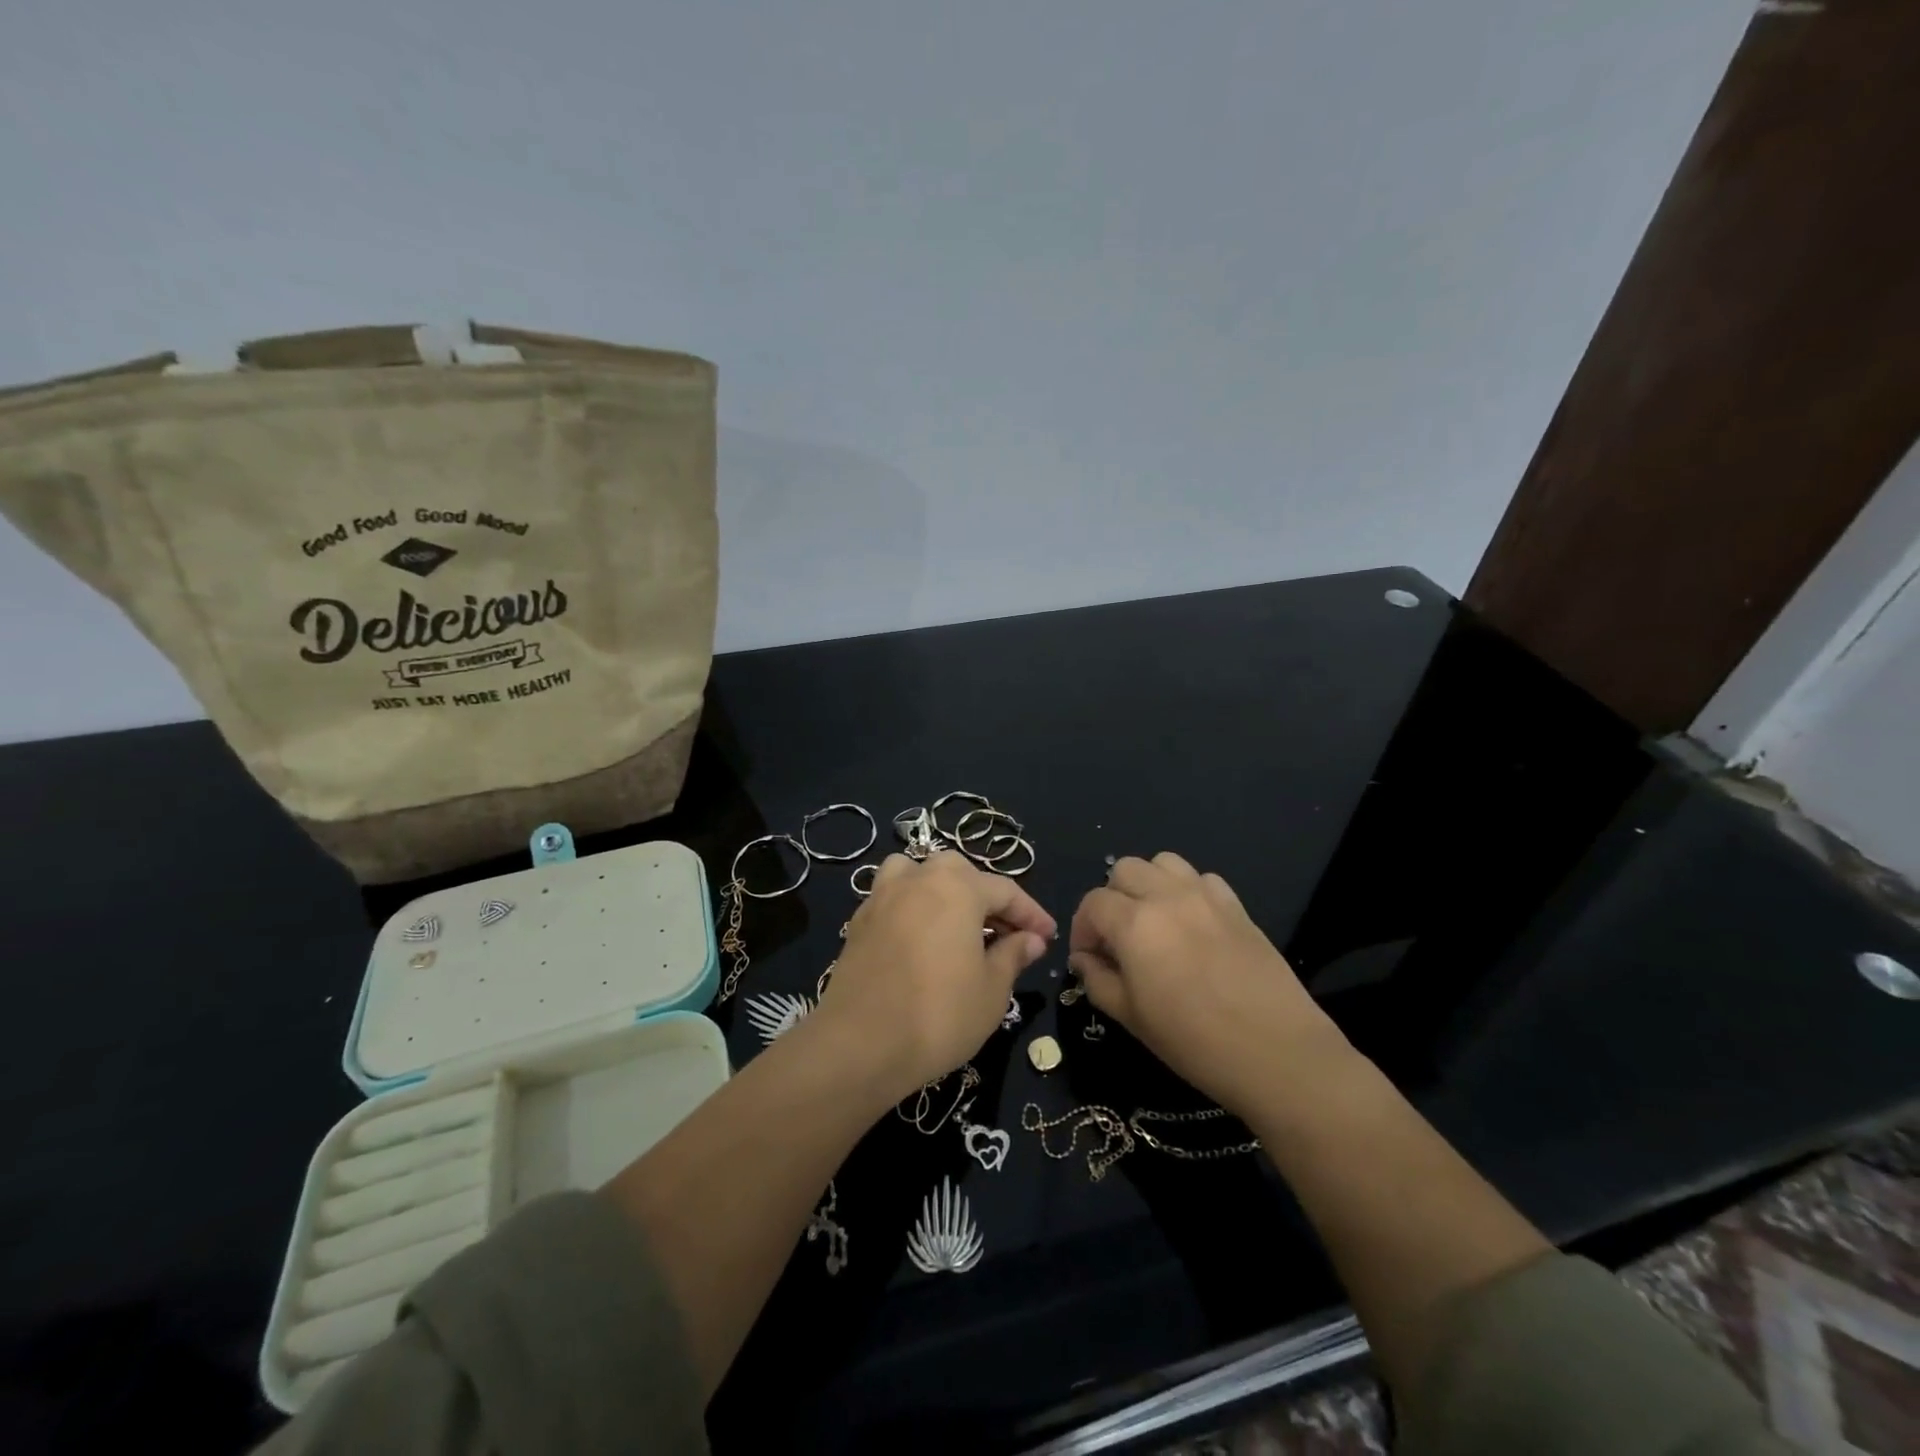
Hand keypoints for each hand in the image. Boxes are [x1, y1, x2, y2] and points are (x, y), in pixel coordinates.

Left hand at [818, 850, 1055, 1099]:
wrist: (860, 1044)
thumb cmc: (939, 1015)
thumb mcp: (992, 990)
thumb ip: (1013, 956)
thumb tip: (1030, 939)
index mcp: (957, 888)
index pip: (1005, 890)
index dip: (1031, 914)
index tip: (1048, 936)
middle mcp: (919, 879)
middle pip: (960, 873)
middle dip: (986, 898)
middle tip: (1005, 935)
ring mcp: (883, 897)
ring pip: (918, 874)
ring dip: (942, 890)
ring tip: (954, 923)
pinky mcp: (859, 922)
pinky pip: (893, 898)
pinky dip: (912, 908)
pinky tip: (920, 940)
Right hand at [1068, 852, 1350, 1114]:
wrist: (1277, 1053)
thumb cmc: (1194, 1042)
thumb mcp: (1131, 1017)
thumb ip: (1098, 980)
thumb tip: (1086, 960)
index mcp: (1135, 924)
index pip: (1093, 904)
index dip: (1082, 929)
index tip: (1088, 958)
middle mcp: (1167, 897)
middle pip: (1124, 870)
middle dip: (1112, 899)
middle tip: (1117, 938)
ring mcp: (1206, 896)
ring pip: (1163, 863)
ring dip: (1148, 884)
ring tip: (1153, 921)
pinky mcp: (1237, 906)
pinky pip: (1202, 878)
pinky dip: (1186, 891)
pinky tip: (1191, 924)